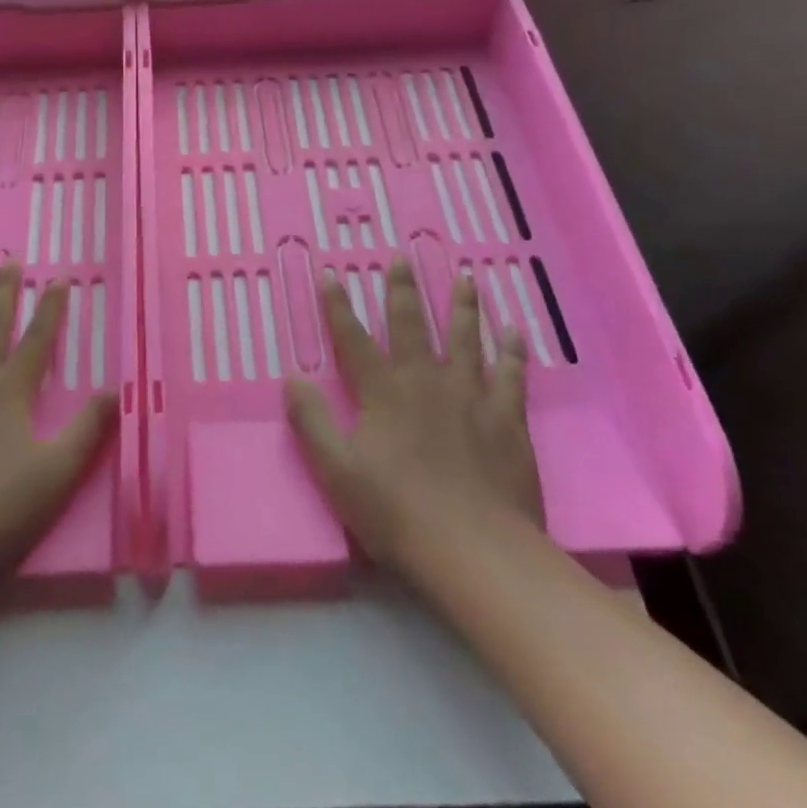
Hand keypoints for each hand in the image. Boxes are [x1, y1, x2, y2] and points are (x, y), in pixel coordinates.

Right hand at [284, 257, 543, 575]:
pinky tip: (515, 331)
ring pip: (466, 339)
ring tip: (466, 277)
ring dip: (463, 306)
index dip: (338, 306)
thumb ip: (311, 422)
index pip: (353, 339)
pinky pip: (511, 375)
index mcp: (383, 393)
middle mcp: (425, 381)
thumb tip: (292, 378)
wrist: (475, 551)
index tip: (331, 273)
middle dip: (403, 290)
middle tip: (402, 256)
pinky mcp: (506, 420)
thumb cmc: (398, 512)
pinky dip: (513, 351)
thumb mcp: (336, 471)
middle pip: (412, 325)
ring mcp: (470, 397)